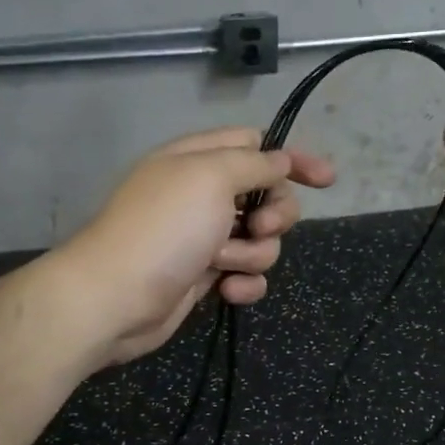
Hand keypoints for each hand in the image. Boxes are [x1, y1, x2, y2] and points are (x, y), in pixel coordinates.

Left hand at [53, 127, 334, 365]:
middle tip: (259, 227)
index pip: (257, 146)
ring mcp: (204, 238)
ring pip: (261, 240)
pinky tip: (229, 292)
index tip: (327, 181)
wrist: (117, 299)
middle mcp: (203, 195)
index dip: (292, 160)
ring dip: (253, 253)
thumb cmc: (165, 229)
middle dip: (276, 214)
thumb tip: (282, 160)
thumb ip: (255, 164)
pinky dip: (244, 283)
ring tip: (223, 264)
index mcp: (199, 160)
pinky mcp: (205, 277)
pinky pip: (246, 274)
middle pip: (268, 196)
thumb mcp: (212, 177)